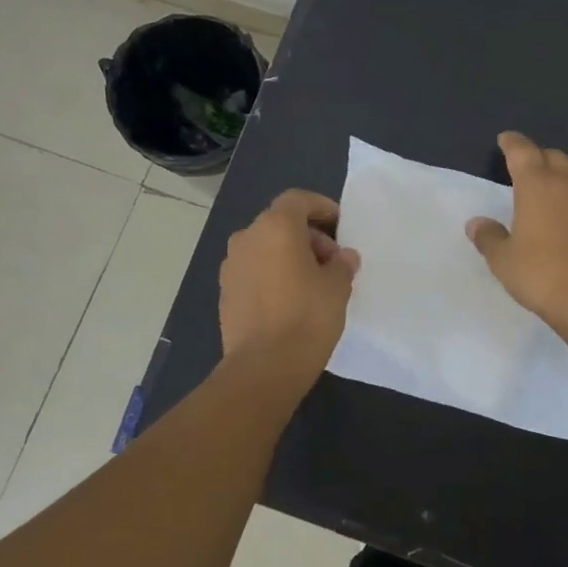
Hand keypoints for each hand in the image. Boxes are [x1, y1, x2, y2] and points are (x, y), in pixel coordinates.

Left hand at [218, 189, 359, 382]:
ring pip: (265, 248)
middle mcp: (247, 238)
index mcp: (275, 226)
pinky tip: (290, 301)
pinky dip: (272, 275)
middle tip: (331, 262)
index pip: (298, 200)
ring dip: (288, 256)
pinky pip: (254, 271)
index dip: (321, 207)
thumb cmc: (307, 316)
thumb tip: (342, 257)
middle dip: (308, 236)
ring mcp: (231, 266)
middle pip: (280, 223)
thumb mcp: (337, 287)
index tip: (340, 225)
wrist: (264, 367)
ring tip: (313, 283)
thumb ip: (342, 264)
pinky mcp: (225, 293)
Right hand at [465, 131, 567, 338]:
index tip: (506, 140)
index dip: (512, 143)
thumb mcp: (504, 262)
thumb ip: (489, 237)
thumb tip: (476, 223)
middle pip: (554, 157)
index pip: (522, 151)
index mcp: (536, 186)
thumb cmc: (542, 277)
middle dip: (541, 159)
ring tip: (567, 185)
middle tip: (533, 172)